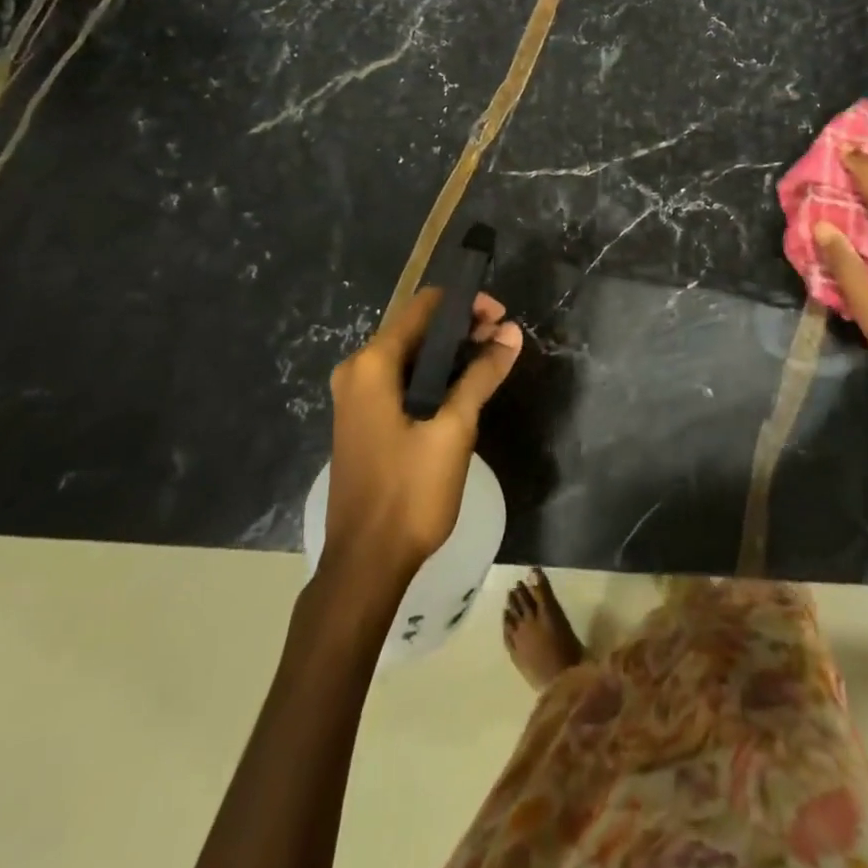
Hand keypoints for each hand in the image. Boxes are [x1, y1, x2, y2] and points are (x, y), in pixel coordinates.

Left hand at [324, 289, 522, 583]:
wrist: (366, 564)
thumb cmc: (409, 493)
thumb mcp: (453, 429)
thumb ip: (481, 375)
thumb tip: (511, 333)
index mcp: (372, 364)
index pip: (424, 307)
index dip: (465, 304)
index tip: (501, 316)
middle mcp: (357, 371)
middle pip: (416, 328)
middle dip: (461, 327)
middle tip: (503, 339)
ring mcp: (356, 396)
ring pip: (411, 355)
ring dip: (450, 352)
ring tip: (492, 359)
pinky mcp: (364, 419)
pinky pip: (401, 380)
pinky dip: (433, 375)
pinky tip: (464, 386)